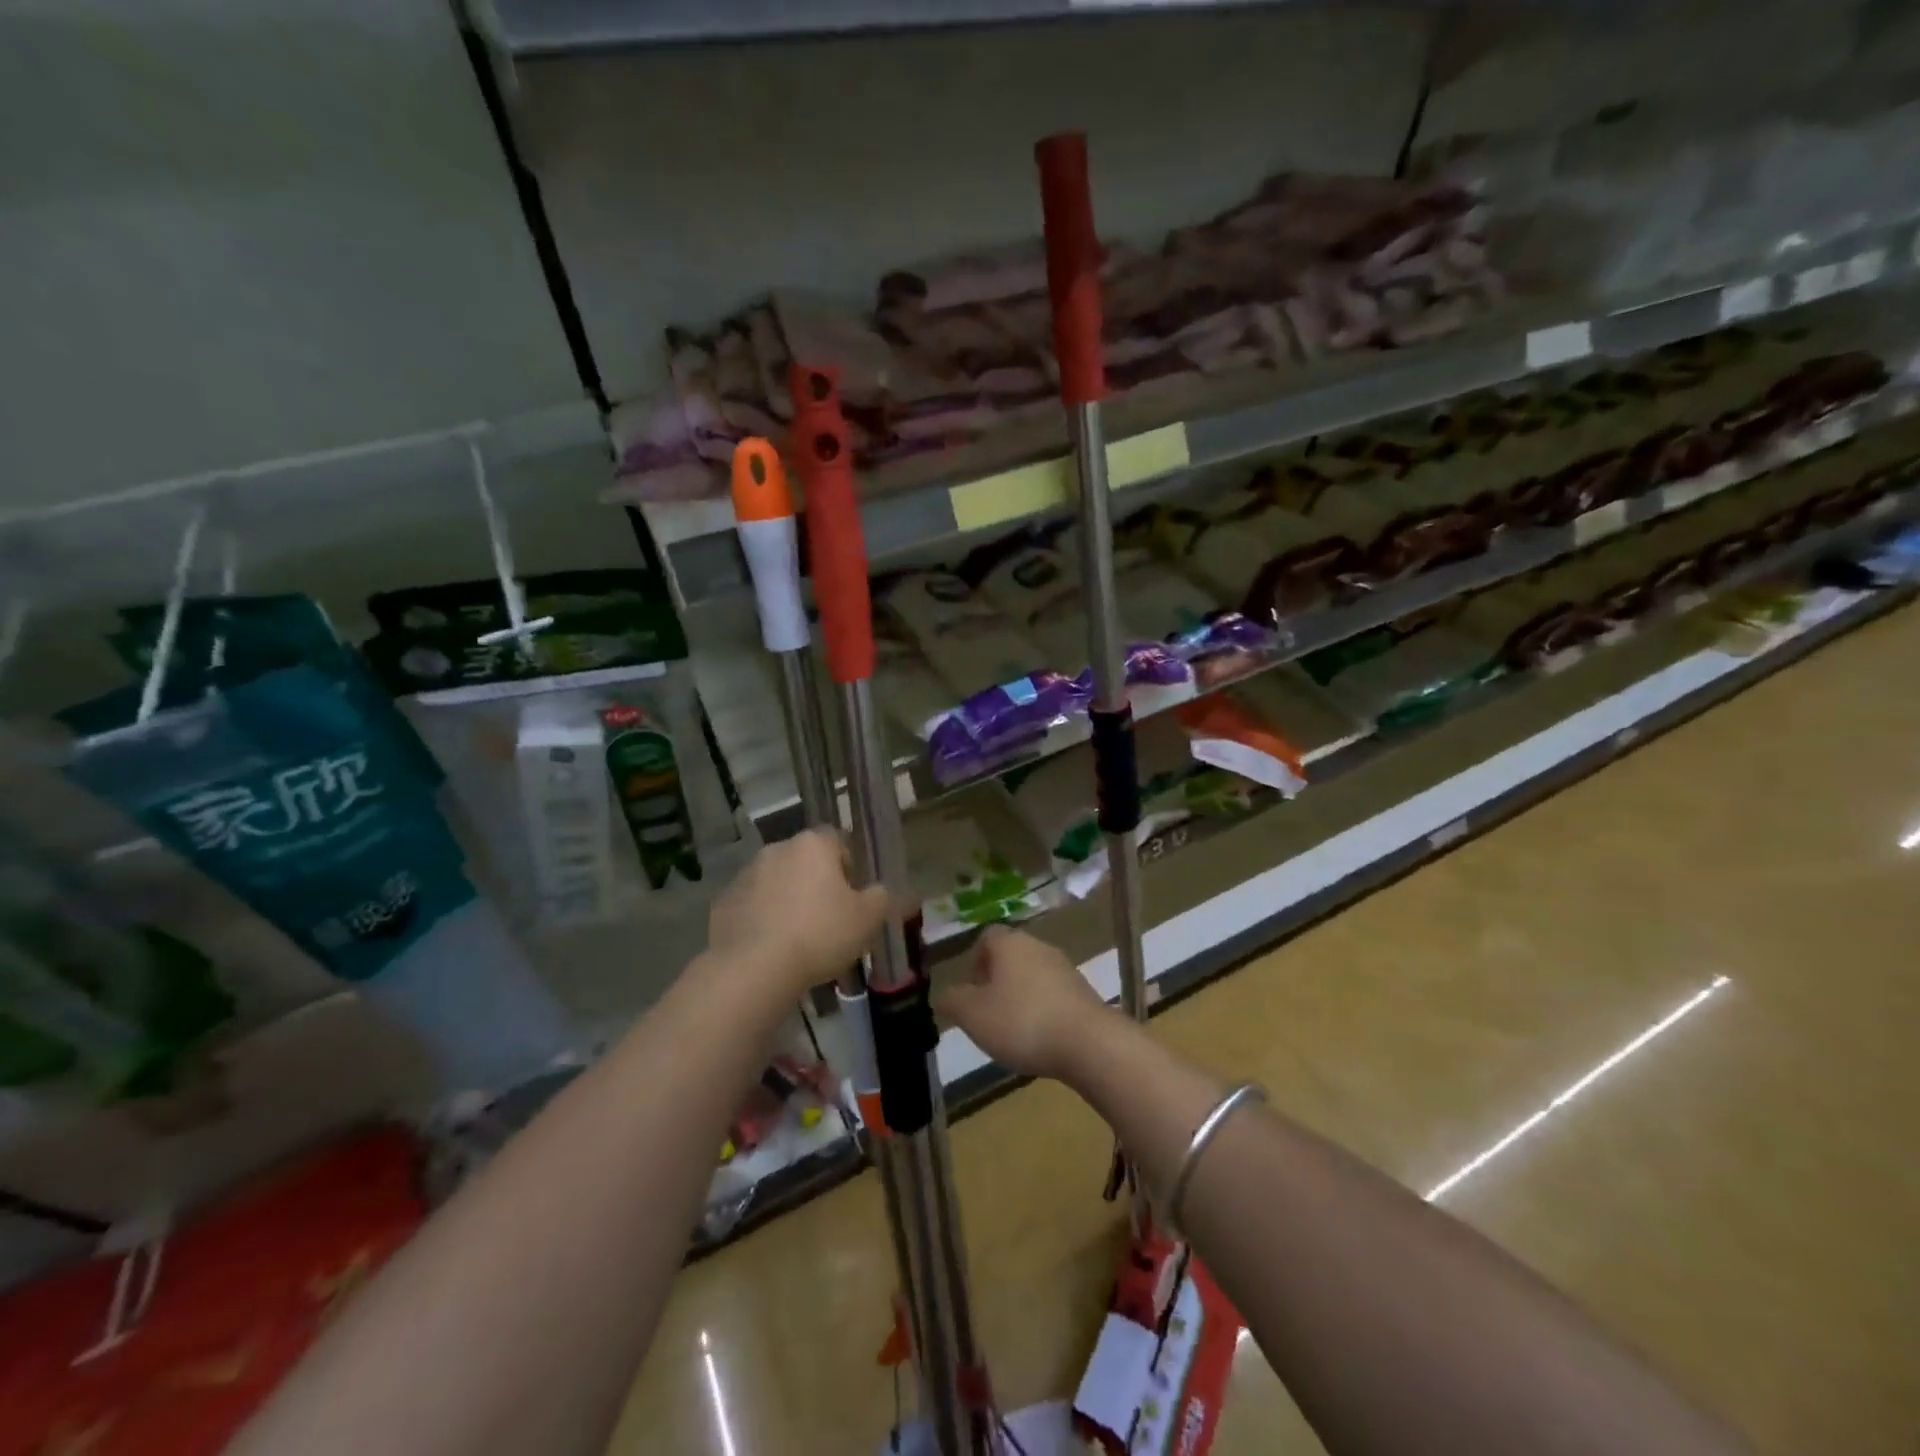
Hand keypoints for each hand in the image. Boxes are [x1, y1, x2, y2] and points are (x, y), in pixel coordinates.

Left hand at [708, 829, 889, 998]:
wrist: (754, 968)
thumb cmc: (819, 934)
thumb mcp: (867, 919)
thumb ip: (880, 898)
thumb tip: (878, 891)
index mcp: (813, 845)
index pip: (837, 841)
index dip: (848, 867)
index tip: (852, 896)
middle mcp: (776, 850)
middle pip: (804, 861)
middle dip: (815, 884)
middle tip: (828, 919)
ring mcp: (745, 876)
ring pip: (775, 883)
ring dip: (787, 900)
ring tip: (797, 938)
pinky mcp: (723, 904)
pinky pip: (751, 907)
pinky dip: (761, 920)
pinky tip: (770, 948)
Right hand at [935, 926, 1109, 1080]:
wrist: (1088, 1043)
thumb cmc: (1022, 1021)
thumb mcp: (973, 1015)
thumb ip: (953, 1001)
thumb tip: (945, 995)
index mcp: (1010, 943)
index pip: (986, 937)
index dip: (974, 961)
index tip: (971, 991)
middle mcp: (1039, 946)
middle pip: (1011, 956)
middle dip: (996, 982)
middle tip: (987, 1013)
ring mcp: (1065, 968)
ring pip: (1032, 976)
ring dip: (1020, 997)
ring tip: (1012, 1031)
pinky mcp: (1084, 992)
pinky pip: (1053, 995)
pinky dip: (1042, 1011)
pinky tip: (1040, 1038)